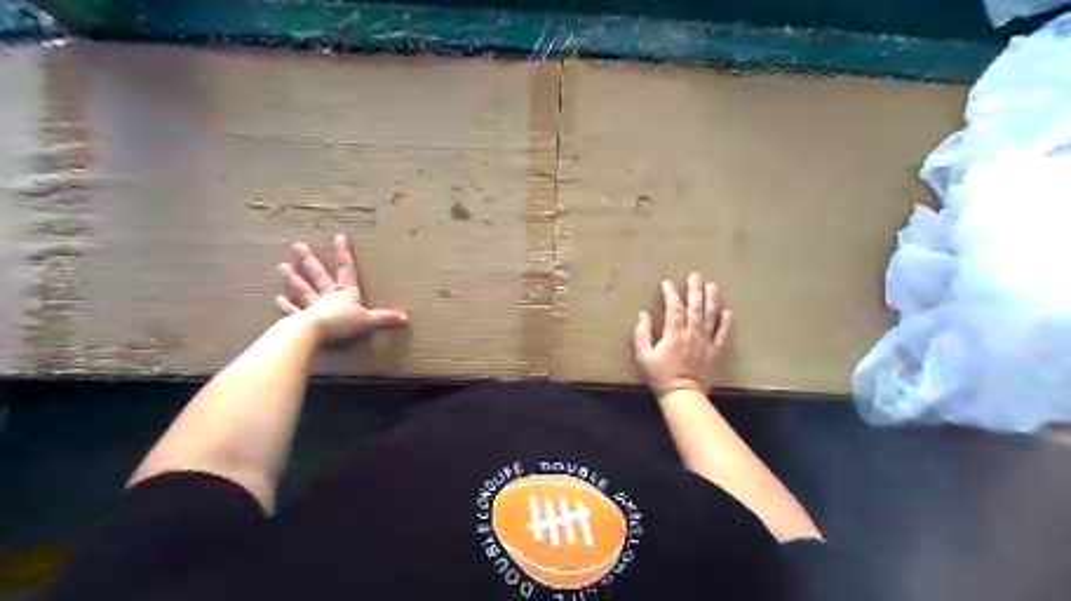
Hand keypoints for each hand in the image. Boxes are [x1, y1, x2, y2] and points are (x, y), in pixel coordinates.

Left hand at [274, 238, 411, 343]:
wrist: (314, 334)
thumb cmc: (342, 324)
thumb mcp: (368, 321)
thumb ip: (384, 319)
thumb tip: (406, 318)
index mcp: (345, 293)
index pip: (346, 270)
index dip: (343, 254)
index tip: (338, 236)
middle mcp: (328, 296)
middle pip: (319, 276)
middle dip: (310, 261)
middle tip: (297, 246)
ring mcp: (312, 307)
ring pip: (303, 290)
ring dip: (294, 278)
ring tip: (282, 266)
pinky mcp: (301, 321)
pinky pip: (293, 311)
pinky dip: (286, 306)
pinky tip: (278, 299)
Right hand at [628, 272, 733, 399]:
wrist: (683, 396)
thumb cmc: (660, 376)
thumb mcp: (643, 356)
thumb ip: (642, 334)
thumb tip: (643, 314)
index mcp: (674, 333)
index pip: (674, 308)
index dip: (671, 293)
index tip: (667, 283)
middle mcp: (692, 333)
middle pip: (695, 307)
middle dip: (694, 290)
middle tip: (695, 275)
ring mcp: (705, 342)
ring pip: (710, 316)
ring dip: (711, 300)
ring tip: (712, 286)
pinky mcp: (714, 352)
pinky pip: (722, 335)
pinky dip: (726, 323)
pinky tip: (727, 312)